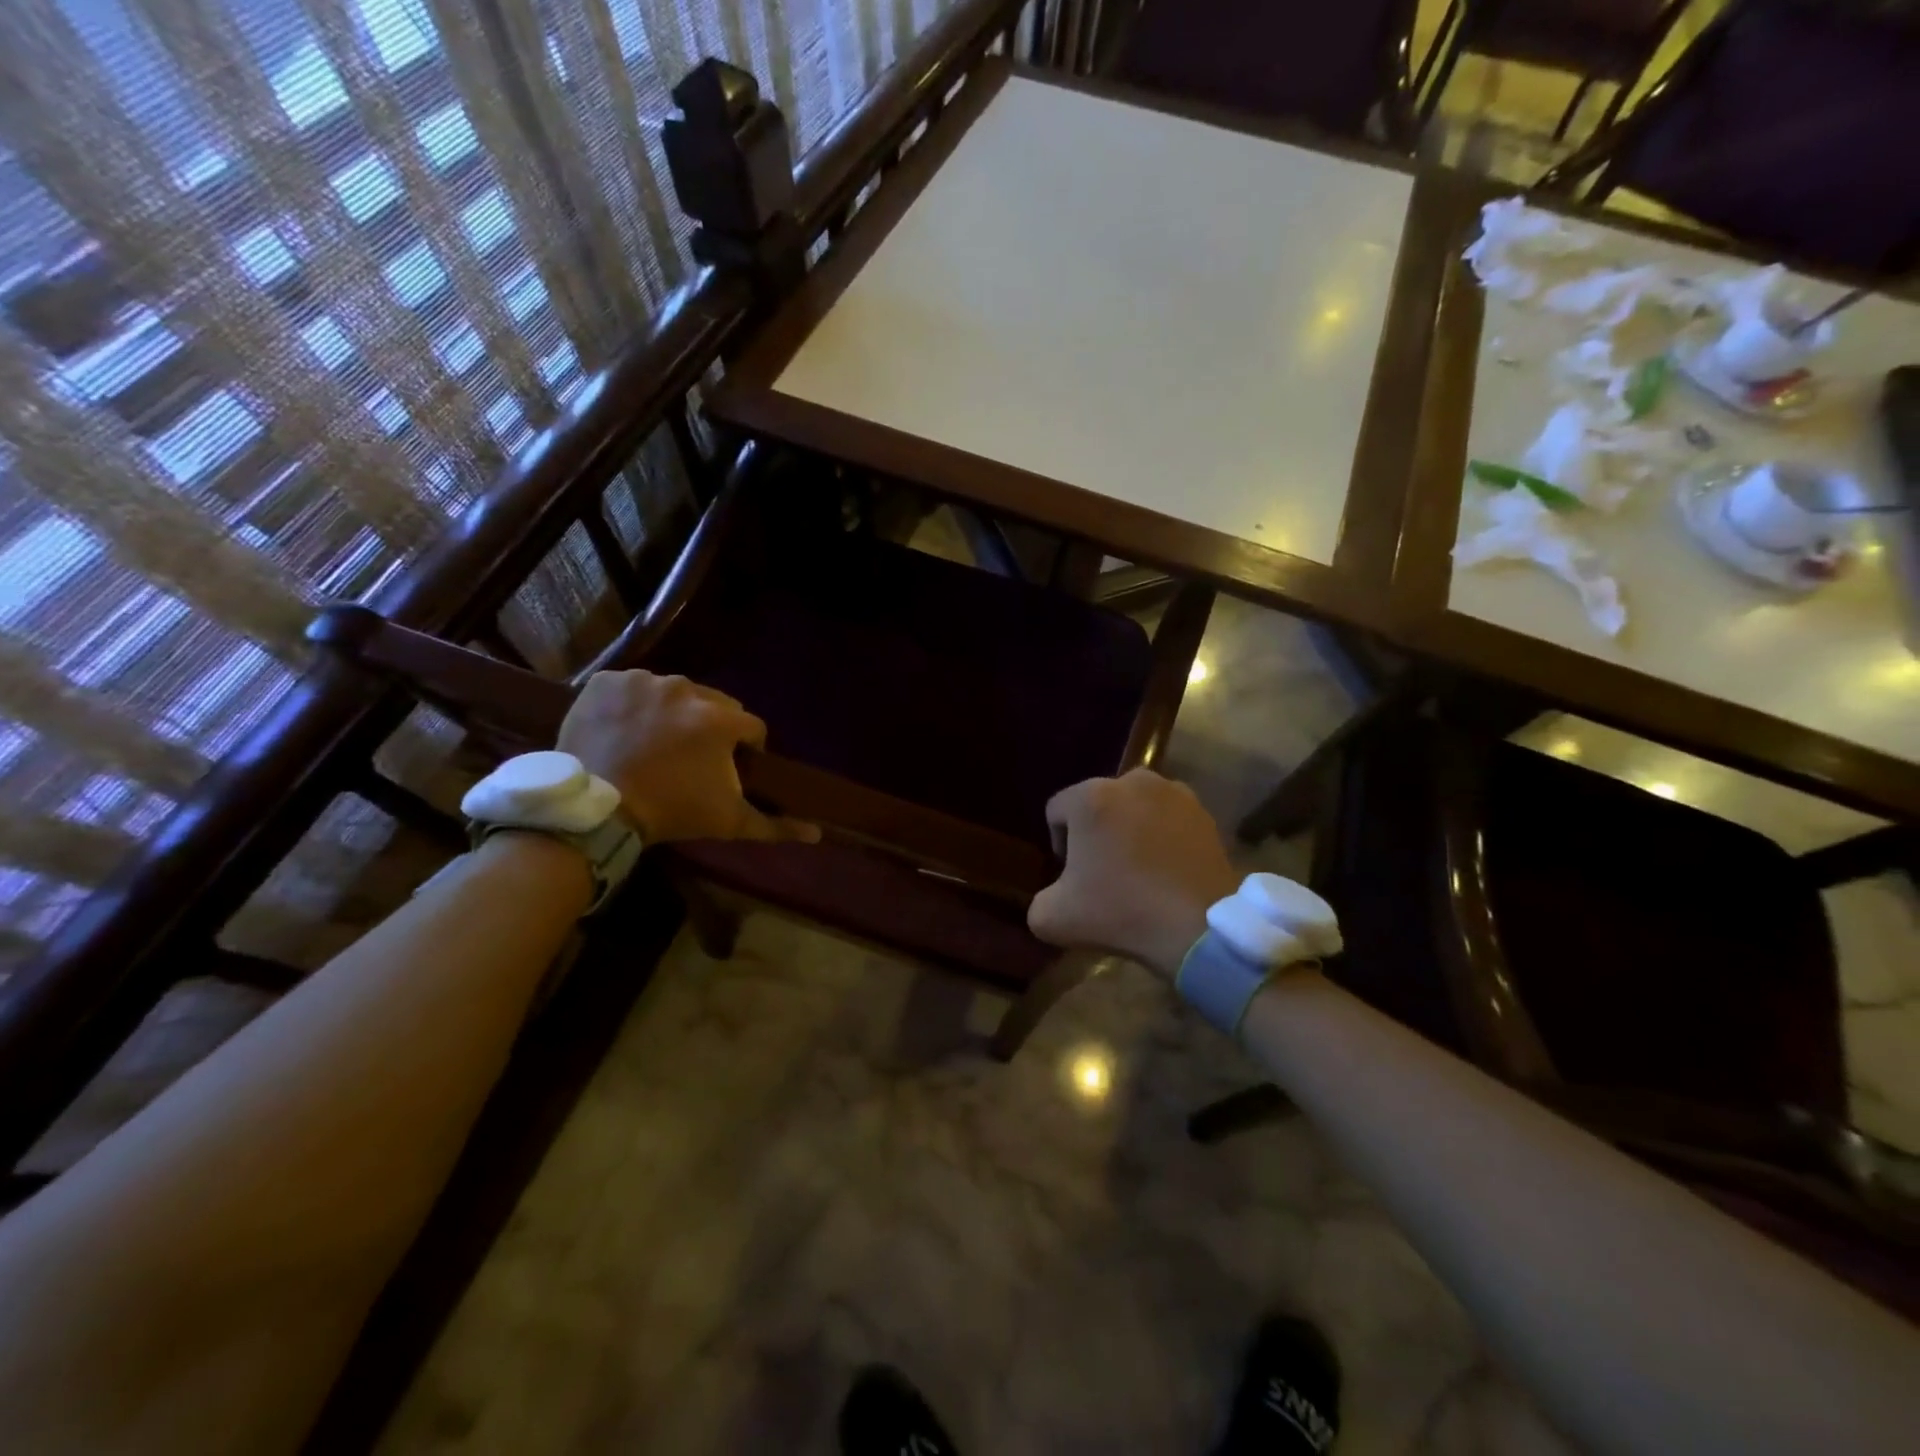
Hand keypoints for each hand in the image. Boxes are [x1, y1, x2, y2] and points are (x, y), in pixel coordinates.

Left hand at [558, 671, 819, 844]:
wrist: (596, 810)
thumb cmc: (672, 811)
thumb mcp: (728, 822)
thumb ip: (775, 825)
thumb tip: (817, 833)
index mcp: (721, 719)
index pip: (751, 727)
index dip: (747, 749)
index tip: (731, 768)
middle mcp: (687, 689)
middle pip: (714, 704)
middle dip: (710, 727)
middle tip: (691, 758)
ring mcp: (643, 682)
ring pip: (672, 693)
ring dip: (671, 713)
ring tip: (654, 744)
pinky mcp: (606, 682)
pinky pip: (630, 687)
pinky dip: (630, 704)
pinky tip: (623, 730)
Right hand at [1027, 769, 1239, 977]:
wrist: (1198, 927)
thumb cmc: (1120, 912)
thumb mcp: (1052, 918)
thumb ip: (1038, 900)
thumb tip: (1055, 894)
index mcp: (1089, 797)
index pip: (1056, 811)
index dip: (1058, 844)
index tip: (1072, 876)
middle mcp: (1131, 781)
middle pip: (1097, 804)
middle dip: (1096, 833)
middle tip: (1104, 873)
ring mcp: (1172, 792)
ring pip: (1134, 807)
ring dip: (1130, 829)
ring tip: (1138, 869)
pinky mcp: (1203, 812)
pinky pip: (1167, 818)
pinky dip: (1162, 835)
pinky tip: (1166, 869)